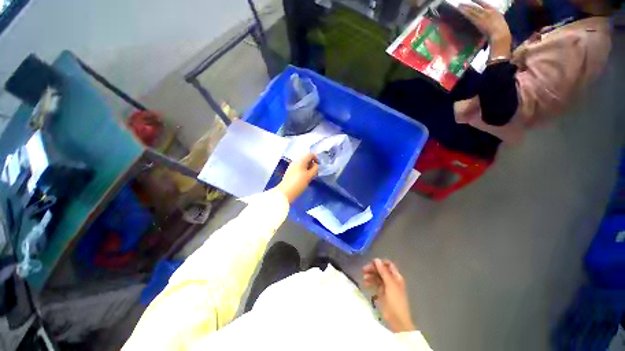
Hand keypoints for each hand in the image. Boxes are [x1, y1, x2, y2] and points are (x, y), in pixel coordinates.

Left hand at [276, 154, 318, 202]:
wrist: (285, 192)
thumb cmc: (299, 183)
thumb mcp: (309, 176)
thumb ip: (315, 169)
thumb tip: (317, 165)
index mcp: (300, 161)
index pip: (310, 155)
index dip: (316, 158)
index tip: (319, 166)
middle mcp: (295, 161)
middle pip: (306, 158)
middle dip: (312, 163)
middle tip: (315, 171)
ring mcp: (292, 166)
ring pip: (302, 163)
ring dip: (308, 167)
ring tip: (310, 175)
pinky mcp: (290, 171)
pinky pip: (298, 167)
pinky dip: (303, 170)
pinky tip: (304, 177)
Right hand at [363, 259, 415, 332]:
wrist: (397, 320)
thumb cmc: (395, 300)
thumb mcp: (390, 284)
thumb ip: (383, 271)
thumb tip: (376, 259)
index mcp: (396, 276)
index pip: (388, 264)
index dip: (380, 263)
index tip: (371, 263)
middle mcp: (391, 279)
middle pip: (381, 269)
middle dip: (373, 268)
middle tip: (364, 270)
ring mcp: (386, 286)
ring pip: (377, 276)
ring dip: (370, 275)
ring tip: (364, 277)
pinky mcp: (381, 292)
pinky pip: (375, 283)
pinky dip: (370, 282)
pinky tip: (365, 283)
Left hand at [458, 0, 511, 58]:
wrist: (500, 35)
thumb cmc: (501, 32)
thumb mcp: (499, 23)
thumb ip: (493, 20)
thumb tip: (488, 23)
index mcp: (494, 11)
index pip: (484, 4)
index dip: (477, 1)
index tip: (472, 0)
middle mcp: (488, 11)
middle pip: (476, 7)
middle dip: (468, 5)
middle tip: (460, 3)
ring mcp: (483, 16)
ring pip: (472, 10)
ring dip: (465, 7)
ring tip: (458, 5)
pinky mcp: (478, 21)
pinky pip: (470, 15)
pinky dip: (465, 12)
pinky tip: (460, 10)